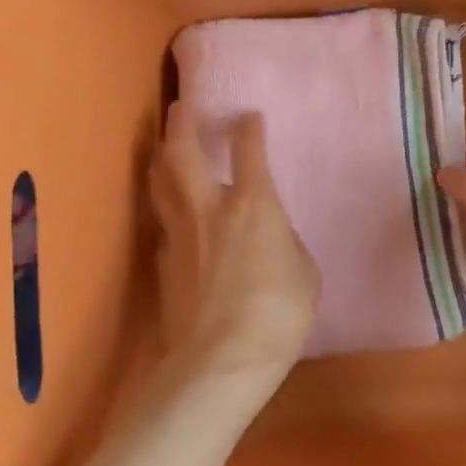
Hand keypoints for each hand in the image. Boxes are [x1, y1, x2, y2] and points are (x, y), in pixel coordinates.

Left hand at [150, 103, 318, 391]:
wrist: (221, 360)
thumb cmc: (278, 313)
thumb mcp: (304, 272)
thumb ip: (285, 243)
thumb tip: (271, 237)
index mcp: (253, 204)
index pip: (249, 150)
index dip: (249, 128)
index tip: (248, 115)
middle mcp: (209, 207)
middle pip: (184, 151)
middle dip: (183, 122)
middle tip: (182, 105)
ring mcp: (180, 233)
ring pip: (161, 180)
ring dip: (163, 156)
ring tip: (165, 145)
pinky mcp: (162, 261)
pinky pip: (162, 220)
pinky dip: (165, 205)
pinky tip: (170, 211)